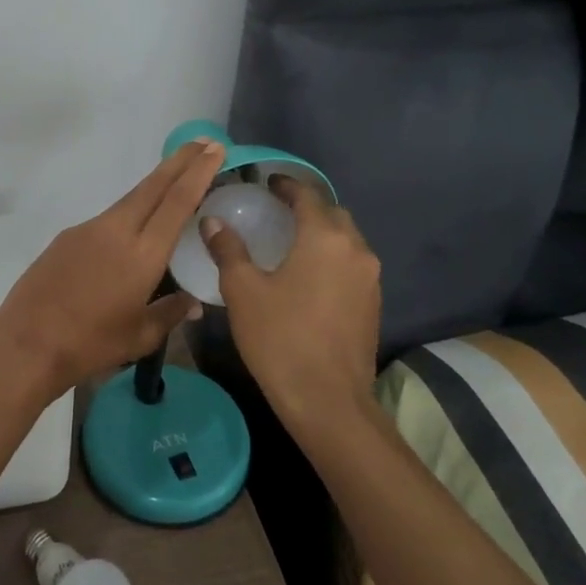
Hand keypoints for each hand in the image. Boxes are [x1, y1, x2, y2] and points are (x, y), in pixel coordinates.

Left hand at [0, 138, 226, 395]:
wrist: (27, 342)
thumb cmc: (90, 344)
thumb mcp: (139, 337)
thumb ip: (170, 314)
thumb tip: (193, 304)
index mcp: (143, 254)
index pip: (177, 202)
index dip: (198, 173)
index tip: (215, 150)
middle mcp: (117, 231)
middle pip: (154, 186)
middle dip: (180, 161)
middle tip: (203, 143)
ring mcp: (88, 229)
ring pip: (130, 199)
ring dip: (155, 186)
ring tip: (175, 180)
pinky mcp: (68, 236)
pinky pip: (107, 218)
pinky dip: (129, 213)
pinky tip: (131, 231)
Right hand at [202, 176, 380, 427]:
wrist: (328, 402)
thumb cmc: (280, 338)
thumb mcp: (244, 291)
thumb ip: (229, 249)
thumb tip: (212, 221)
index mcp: (325, 238)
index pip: (307, 195)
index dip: (286, 185)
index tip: (267, 182)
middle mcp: (356, 250)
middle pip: (333, 214)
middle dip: (307, 207)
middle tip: (277, 210)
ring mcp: (370, 279)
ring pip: (346, 241)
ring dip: (322, 233)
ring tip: (291, 241)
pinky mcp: (373, 305)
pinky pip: (352, 265)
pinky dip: (331, 258)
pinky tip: (308, 275)